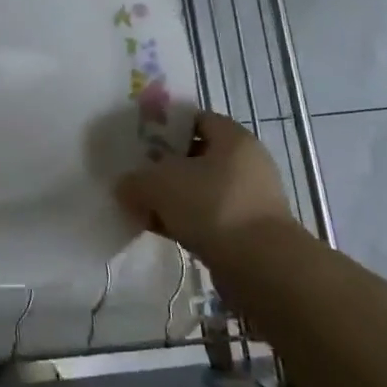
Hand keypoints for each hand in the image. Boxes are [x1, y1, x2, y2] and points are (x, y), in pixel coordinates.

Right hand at [116, 110, 297, 265]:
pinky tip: (156, 229)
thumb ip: (135, 180)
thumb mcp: (159, 184)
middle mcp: (246, 163)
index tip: (138, 138)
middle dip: (164, 165)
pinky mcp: (247, 233)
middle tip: (135, 172)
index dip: (165, 125)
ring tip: (140, 204)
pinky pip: (206, 218)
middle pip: (196, 156)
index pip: (194, 119)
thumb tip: (124, 186)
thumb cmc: (212, 206)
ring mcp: (249, 200)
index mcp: (232, 138)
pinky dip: (183, 221)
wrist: (263, 268)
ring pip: (199, 190)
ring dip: (171, 197)